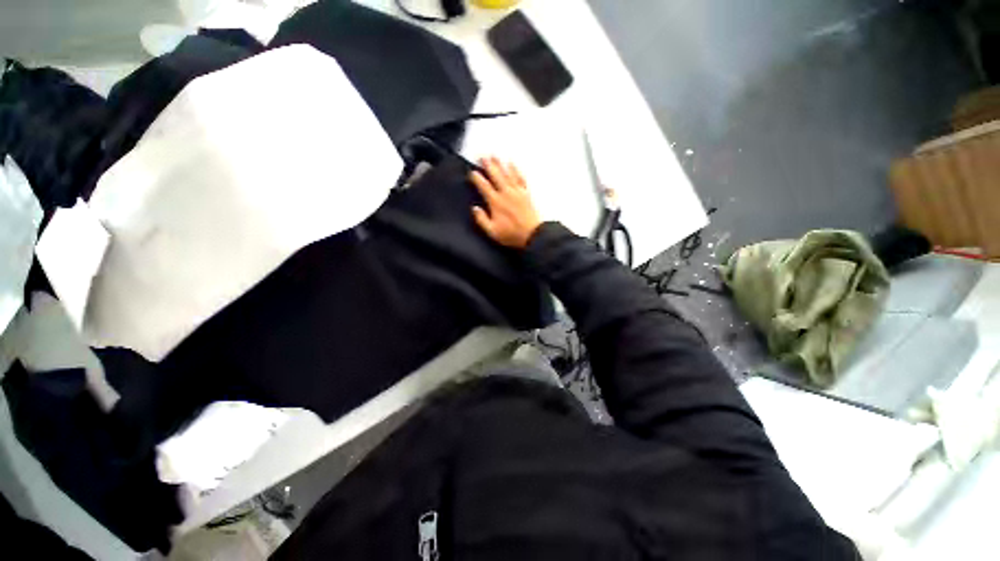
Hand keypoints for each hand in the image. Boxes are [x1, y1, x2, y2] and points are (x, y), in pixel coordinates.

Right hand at [470, 157, 541, 248]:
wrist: (533, 234)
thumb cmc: (511, 234)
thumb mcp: (492, 232)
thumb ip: (481, 219)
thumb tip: (475, 208)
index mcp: (496, 203)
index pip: (484, 187)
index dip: (477, 178)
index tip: (472, 172)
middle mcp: (506, 194)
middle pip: (495, 176)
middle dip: (488, 165)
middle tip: (482, 156)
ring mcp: (517, 192)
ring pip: (507, 174)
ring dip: (500, 164)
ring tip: (494, 156)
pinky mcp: (526, 193)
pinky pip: (520, 178)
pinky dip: (515, 170)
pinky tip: (512, 164)